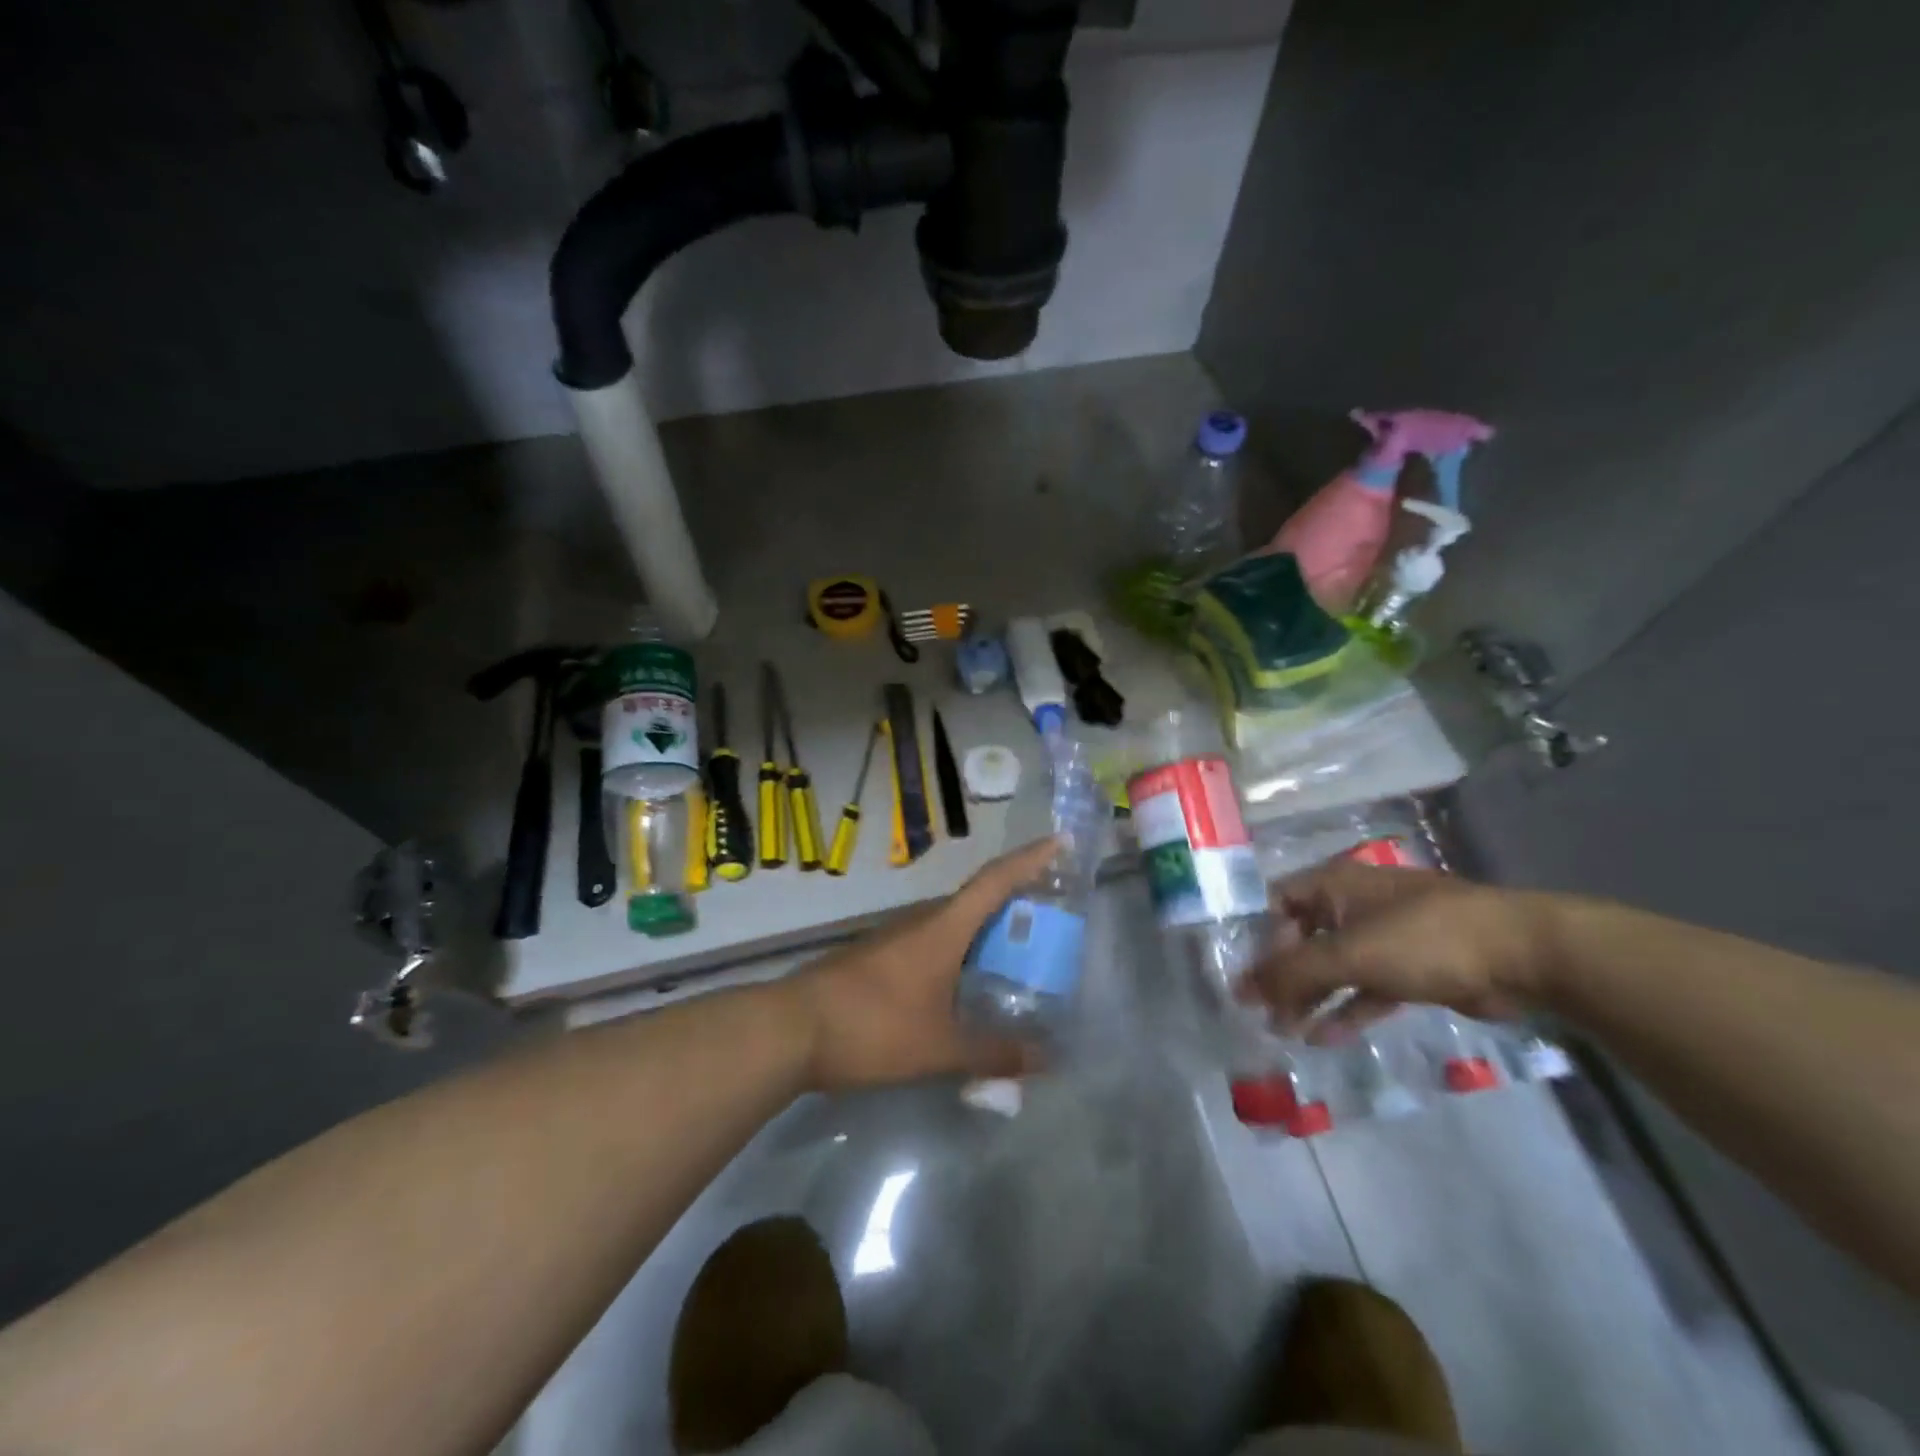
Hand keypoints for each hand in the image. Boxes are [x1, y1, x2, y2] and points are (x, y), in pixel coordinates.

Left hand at [785, 837, 1061, 1091]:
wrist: (790, 1029)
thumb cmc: (872, 1027)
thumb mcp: (939, 1048)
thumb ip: (992, 1053)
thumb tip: (1045, 1059)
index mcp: (942, 928)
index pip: (995, 881)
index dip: (1030, 860)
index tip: (1059, 842)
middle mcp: (920, 922)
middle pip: (976, 899)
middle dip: (1014, 901)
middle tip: (1048, 918)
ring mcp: (894, 938)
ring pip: (951, 925)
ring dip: (983, 932)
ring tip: (1013, 956)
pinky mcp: (876, 958)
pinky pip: (930, 945)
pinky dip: (957, 954)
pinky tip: (962, 986)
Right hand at [1242, 859, 1556, 1037]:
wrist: (1524, 955)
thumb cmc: (1424, 939)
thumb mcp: (1350, 954)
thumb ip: (1292, 972)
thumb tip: (1240, 989)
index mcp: (1334, 884)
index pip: (1277, 904)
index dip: (1258, 938)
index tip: (1246, 978)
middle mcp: (1353, 904)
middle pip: (1303, 938)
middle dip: (1282, 975)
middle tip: (1261, 1014)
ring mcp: (1384, 937)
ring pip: (1334, 966)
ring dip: (1310, 997)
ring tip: (1284, 1031)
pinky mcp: (1410, 968)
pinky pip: (1365, 988)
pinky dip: (1346, 1009)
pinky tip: (1324, 1037)